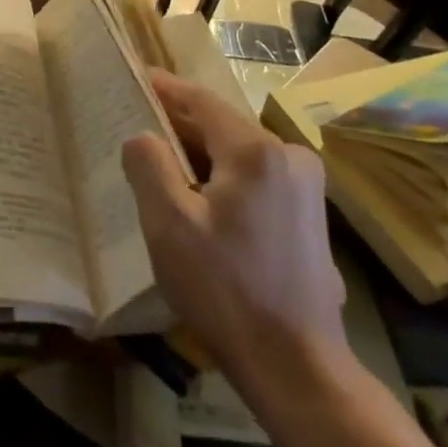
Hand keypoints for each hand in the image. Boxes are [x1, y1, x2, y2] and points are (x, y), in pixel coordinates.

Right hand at [122, 70, 349, 396]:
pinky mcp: (309, 213)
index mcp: (257, 151)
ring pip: (239, 153)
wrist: (298, 368)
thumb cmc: (226, 291)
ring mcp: (306, 186)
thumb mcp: (169, 225)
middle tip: (140, 129)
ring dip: (202, 155)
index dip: (166, 89)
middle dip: (180, 126)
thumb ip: (149, 165)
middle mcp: (289, 156)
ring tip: (163, 166)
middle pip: (222, 125)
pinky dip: (224, 178)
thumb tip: (143, 136)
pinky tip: (201, 201)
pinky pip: (256, 177)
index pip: (201, 101)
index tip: (138, 78)